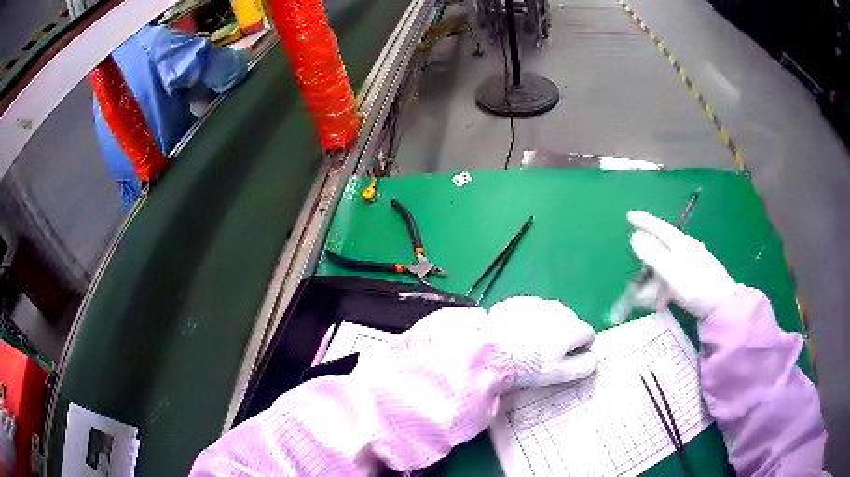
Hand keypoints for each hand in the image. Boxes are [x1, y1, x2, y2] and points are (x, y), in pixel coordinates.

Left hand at [486, 297, 597, 387]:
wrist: (490, 351)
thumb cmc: (529, 366)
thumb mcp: (560, 373)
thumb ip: (584, 365)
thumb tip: (596, 358)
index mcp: (573, 327)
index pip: (587, 334)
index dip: (579, 349)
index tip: (565, 359)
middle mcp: (559, 309)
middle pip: (569, 322)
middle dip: (562, 336)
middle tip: (544, 354)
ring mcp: (537, 302)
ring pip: (549, 314)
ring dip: (544, 326)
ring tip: (527, 344)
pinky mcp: (517, 301)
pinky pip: (529, 310)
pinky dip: (526, 319)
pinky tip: (514, 333)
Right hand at [628, 210, 736, 318]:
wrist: (723, 306)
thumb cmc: (697, 288)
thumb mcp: (672, 273)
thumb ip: (653, 255)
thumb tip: (634, 236)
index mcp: (681, 244)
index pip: (660, 228)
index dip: (645, 221)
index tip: (630, 215)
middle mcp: (687, 249)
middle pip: (662, 251)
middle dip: (647, 266)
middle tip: (637, 283)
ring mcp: (693, 263)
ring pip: (667, 267)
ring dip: (655, 283)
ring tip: (649, 302)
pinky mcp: (696, 276)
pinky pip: (674, 277)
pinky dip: (665, 288)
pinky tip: (663, 301)